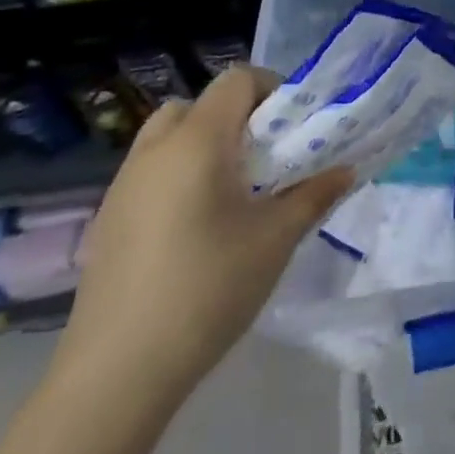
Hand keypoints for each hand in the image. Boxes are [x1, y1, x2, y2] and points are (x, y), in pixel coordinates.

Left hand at [52, 66, 352, 402]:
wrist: (117, 373)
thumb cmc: (207, 290)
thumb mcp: (275, 240)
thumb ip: (314, 196)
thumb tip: (346, 170)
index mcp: (197, 141)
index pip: (237, 80)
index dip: (271, 89)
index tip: (294, 127)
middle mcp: (155, 149)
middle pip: (199, 103)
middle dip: (237, 117)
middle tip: (264, 157)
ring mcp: (124, 184)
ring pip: (169, 136)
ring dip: (204, 144)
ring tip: (233, 191)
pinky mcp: (108, 218)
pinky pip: (150, 170)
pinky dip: (178, 174)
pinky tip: (195, 227)